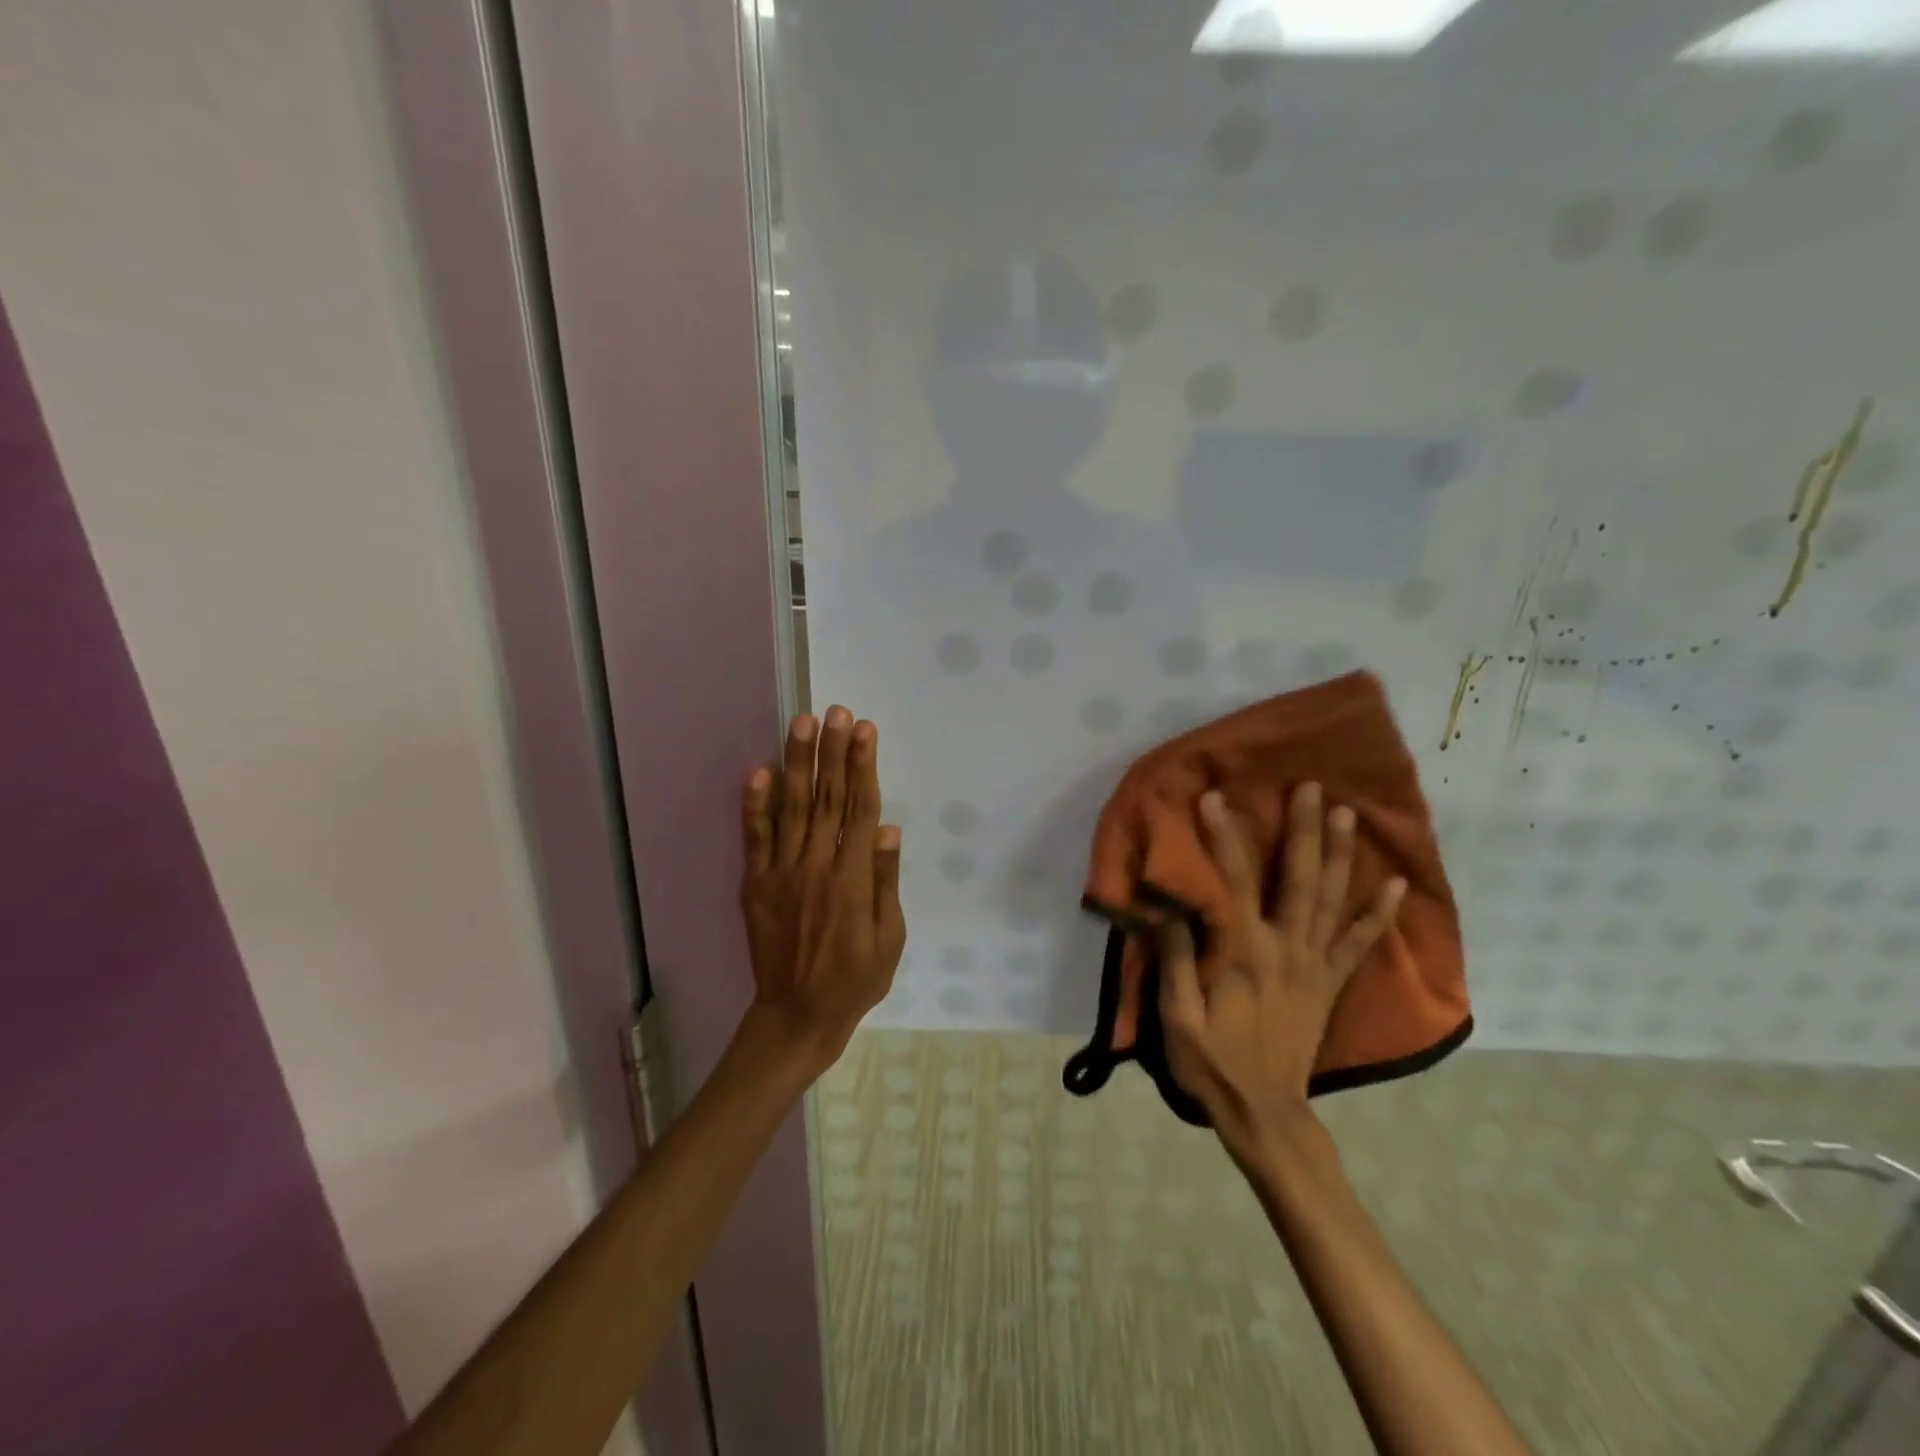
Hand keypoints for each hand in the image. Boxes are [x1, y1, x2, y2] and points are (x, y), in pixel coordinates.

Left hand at [739, 707, 906, 1071]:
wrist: (796, 1016)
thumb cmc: (854, 980)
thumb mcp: (890, 938)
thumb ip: (886, 882)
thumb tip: (888, 830)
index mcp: (853, 878)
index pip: (860, 809)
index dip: (863, 765)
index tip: (864, 730)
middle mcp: (817, 865)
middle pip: (827, 797)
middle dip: (832, 750)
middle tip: (834, 711)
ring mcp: (781, 872)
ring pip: (792, 807)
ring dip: (797, 762)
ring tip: (801, 724)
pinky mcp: (756, 884)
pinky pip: (755, 837)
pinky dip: (756, 804)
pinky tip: (759, 771)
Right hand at [1159, 784, 1404, 1158]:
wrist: (1266, 1113)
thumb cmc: (1213, 1064)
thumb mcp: (1178, 1018)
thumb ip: (1175, 960)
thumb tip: (1167, 906)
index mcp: (1245, 954)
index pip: (1232, 883)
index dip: (1222, 838)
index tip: (1215, 798)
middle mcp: (1287, 950)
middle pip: (1298, 880)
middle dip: (1303, 830)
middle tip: (1311, 787)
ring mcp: (1316, 966)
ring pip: (1333, 901)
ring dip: (1340, 855)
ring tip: (1348, 814)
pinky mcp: (1331, 984)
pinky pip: (1361, 944)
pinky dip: (1380, 914)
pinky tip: (1394, 885)